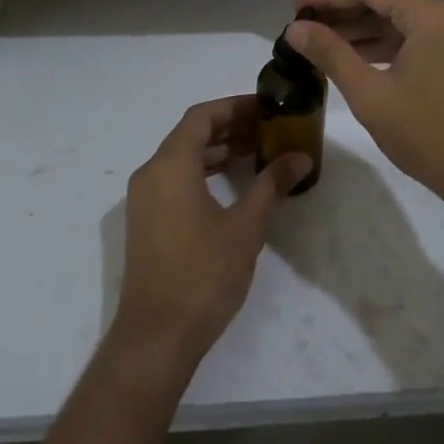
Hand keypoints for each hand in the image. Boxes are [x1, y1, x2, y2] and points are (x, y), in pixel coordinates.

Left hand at [111, 96, 312, 368]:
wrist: (156, 337)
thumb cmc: (203, 274)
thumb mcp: (246, 226)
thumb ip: (271, 184)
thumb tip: (300, 156)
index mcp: (170, 165)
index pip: (202, 116)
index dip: (235, 107)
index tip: (267, 108)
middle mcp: (151, 173)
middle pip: (190, 134)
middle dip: (230, 127)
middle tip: (269, 130)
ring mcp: (144, 199)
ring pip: (182, 158)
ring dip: (217, 150)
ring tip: (256, 153)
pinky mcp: (145, 221)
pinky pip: (174, 179)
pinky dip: (203, 172)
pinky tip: (231, 186)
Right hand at [289, 0, 443, 211]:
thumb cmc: (430, 135)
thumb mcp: (371, 95)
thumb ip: (331, 55)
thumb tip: (295, 29)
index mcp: (431, 14)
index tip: (294, 6)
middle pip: (385, 1)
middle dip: (342, 12)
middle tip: (301, 25)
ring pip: (398, 21)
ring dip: (360, 30)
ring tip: (317, 42)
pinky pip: (413, 39)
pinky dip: (382, 47)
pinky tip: (352, 59)